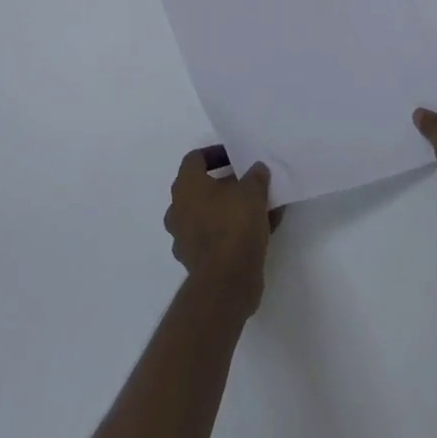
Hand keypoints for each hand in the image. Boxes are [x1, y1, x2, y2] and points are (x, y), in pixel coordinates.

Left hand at [164, 148, 279, 314]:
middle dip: (225, 185)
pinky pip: (214, 238)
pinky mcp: (195, 262)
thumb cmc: (234, 225)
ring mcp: (184, 238)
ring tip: (258, 209)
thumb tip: (257, 169)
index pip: (195, 159)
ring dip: (229, 210)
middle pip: (201, 188)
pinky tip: (258, 233)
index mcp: (186, 186)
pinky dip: (231, 233)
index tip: (236, 158)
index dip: (215, 154)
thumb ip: (255, 176)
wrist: (226, 283)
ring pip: (208, 215)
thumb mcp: (253, 192)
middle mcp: (178, 210)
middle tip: (249, 184)